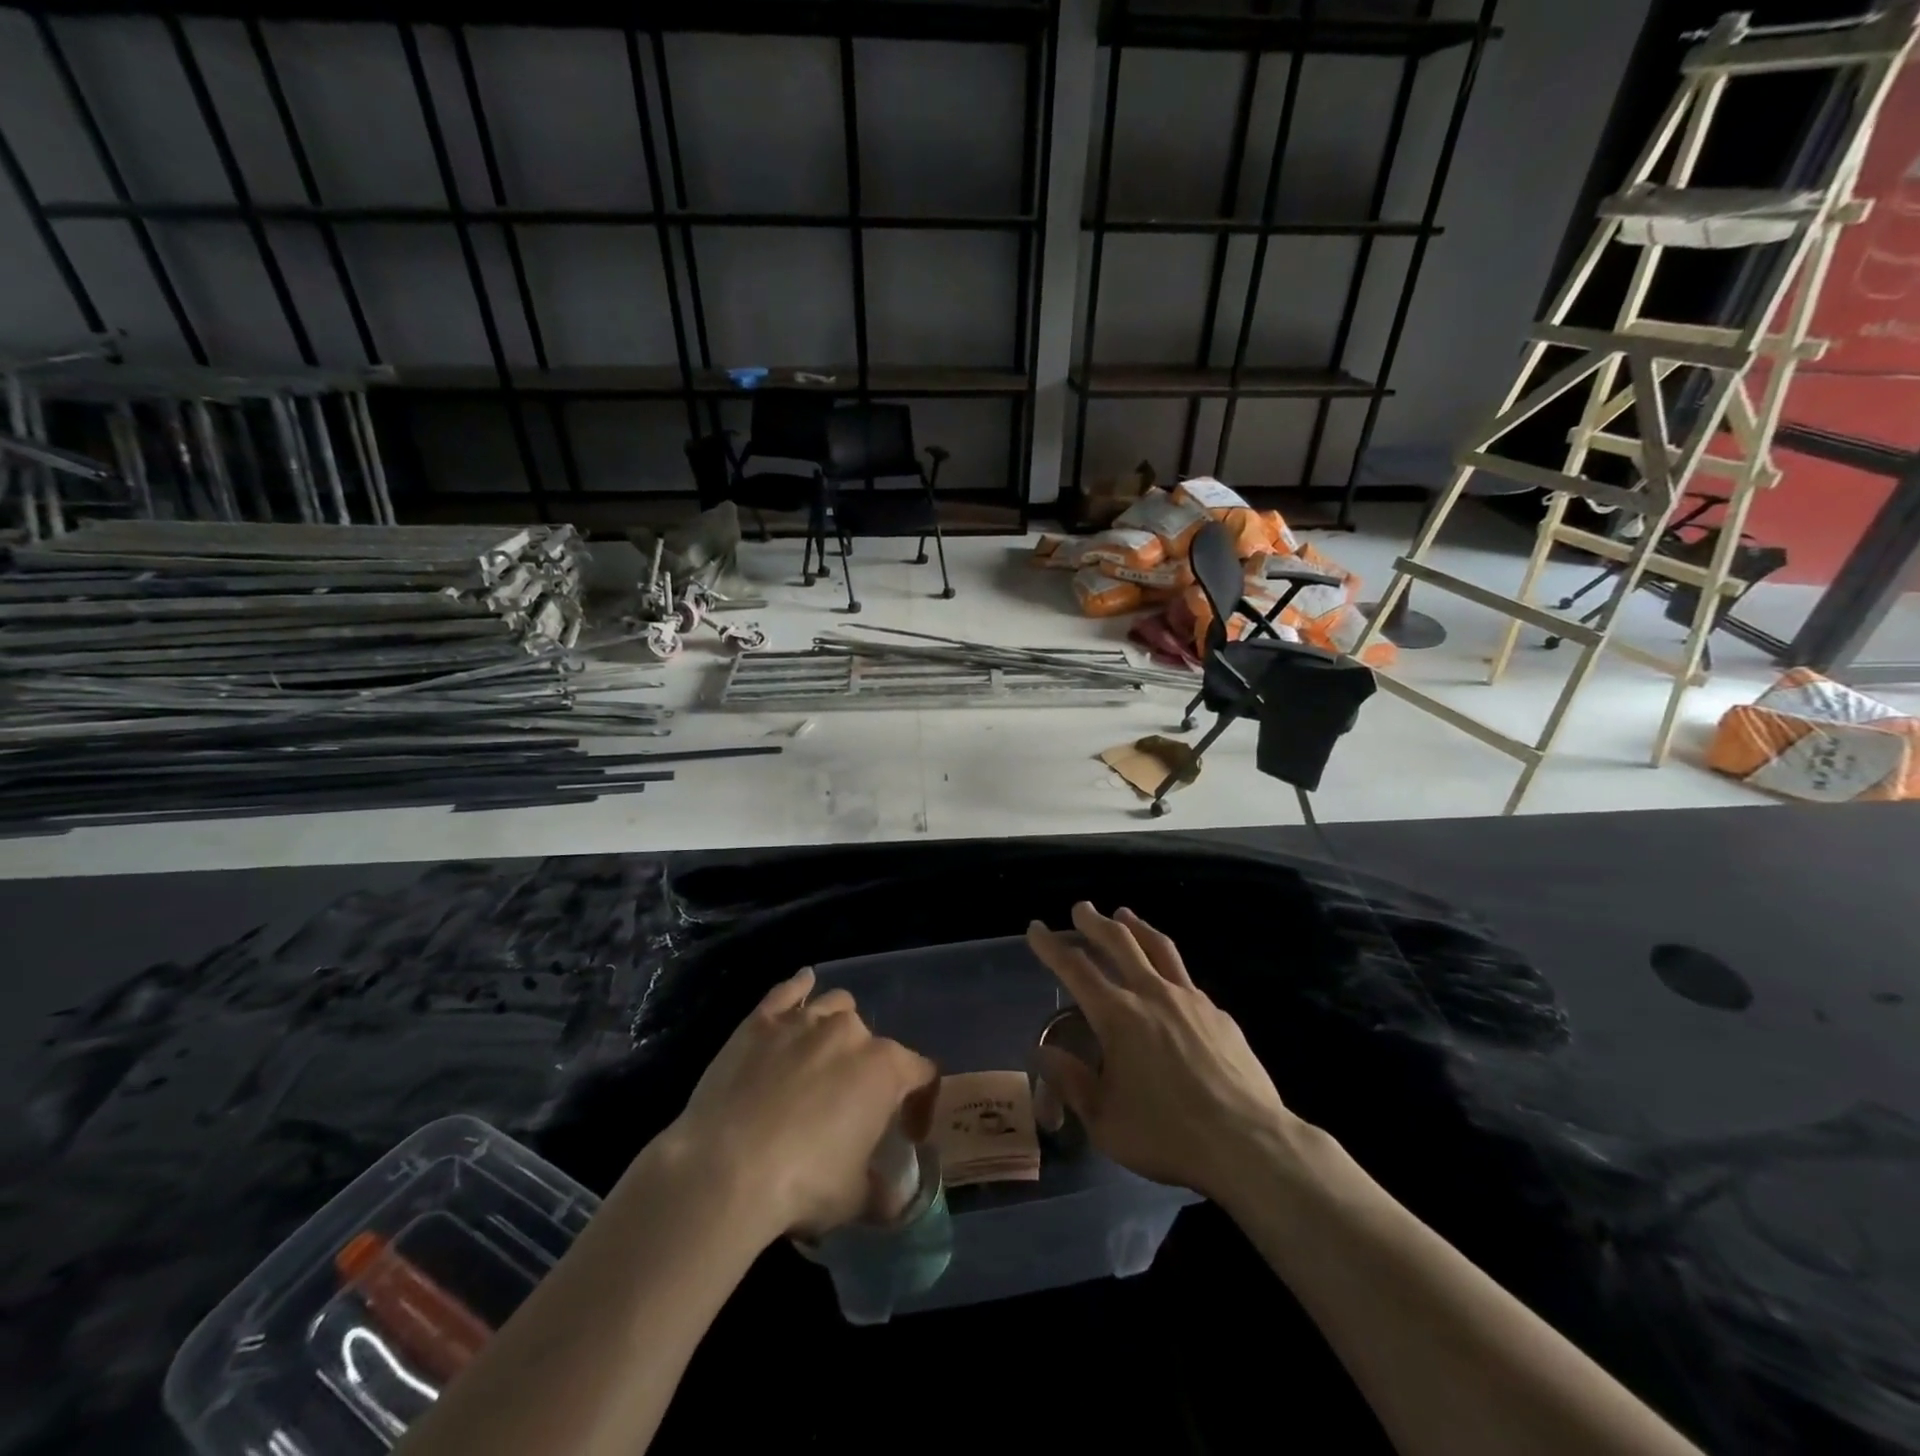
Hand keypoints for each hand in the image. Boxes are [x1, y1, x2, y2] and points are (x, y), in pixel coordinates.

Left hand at [663, 969, 938, 1242]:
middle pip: (874, 1041)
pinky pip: (788, 991)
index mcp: (884, 1069)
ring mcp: (804, 1020)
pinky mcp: (761, 1021)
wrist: (724, 1170)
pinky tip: (803, 985)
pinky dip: (799, 988)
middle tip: (850, 1107)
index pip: (921, 1073)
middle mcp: (850, 1033)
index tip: (907, 1132)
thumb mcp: (854, 1199)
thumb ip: (882, 1193)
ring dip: (838, 1026)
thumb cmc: (802, 1184)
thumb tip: (895, 1200)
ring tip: (825, 1056)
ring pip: (836, 1006)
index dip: (920, 1102)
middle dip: (869, 1070)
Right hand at [1026, 903, 1290, 1202]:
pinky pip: (1186, 979)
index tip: (1037, 928)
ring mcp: (1190, 999)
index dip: (1051, 945)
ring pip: (1158, 947)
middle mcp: (1152, 994)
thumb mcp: (1104, 1121)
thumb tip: (1044, 1052)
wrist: (1249, 1143)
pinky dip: (1168, 967)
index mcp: (1117, 1016)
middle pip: (1118, 942)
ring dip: (1136, 926)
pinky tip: (1169, 981)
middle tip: (1081, 908)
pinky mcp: (1218, 1014)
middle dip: (1094, 922)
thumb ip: (1072, 1082)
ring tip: (1124, 915)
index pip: (1075, 968)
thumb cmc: (1167, 1135)